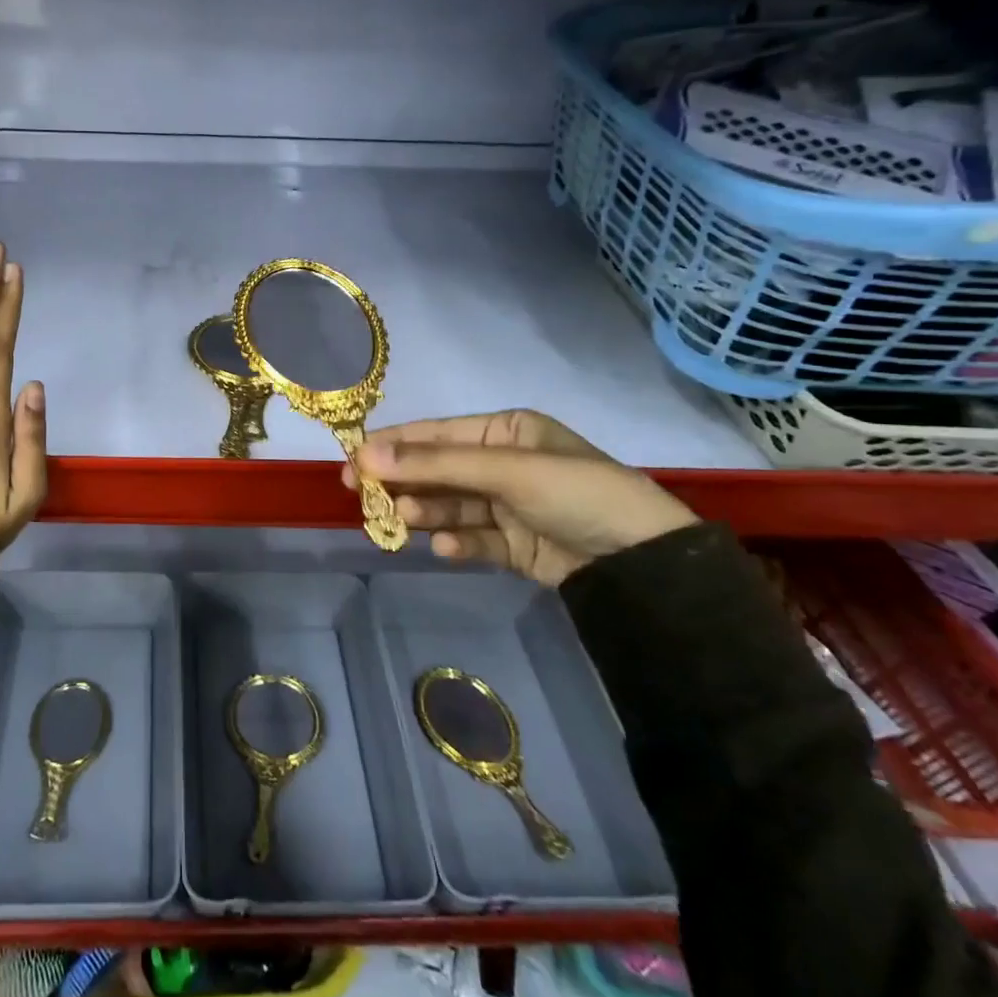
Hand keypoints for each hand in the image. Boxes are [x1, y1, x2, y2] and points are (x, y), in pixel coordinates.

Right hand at [343, 410, 696, 586]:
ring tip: (403, 522)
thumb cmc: (576, 493)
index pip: (436, 434)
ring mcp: (510, 507)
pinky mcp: (517, 546)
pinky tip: (448, 549)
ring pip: (451, 507)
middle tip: (363, 498)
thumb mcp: (505, 470)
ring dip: (426, 513)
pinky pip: (475, 539)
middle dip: (404, 484)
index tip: (351, 463)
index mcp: (506, 431)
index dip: (392, 447)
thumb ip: (434, 464)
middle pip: (439, 472)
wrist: (647, 564)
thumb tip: (363, 455)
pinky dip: (458, 543)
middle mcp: (505, 464)